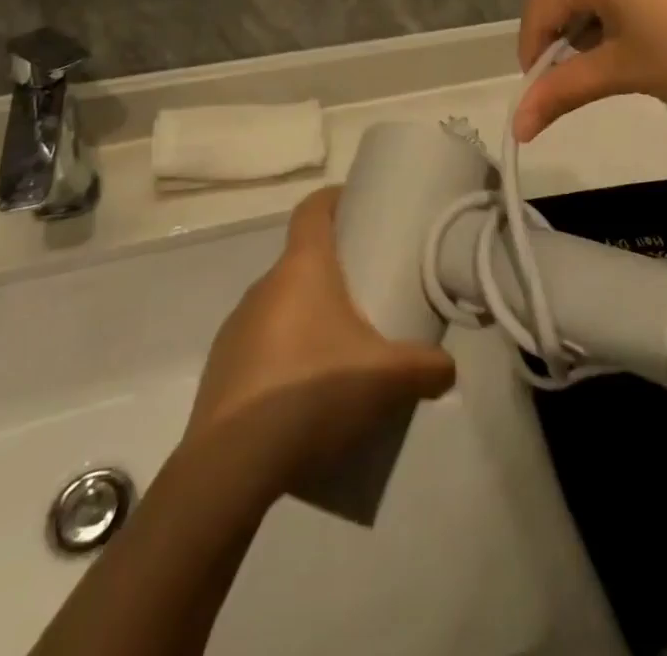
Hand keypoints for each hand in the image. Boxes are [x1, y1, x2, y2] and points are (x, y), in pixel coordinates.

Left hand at [184, 188, 456, 495]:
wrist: (229, 469)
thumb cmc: (312, 394)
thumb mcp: (387, 380)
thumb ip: (426, 367)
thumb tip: (447, 368)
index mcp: (302, 268)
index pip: (312, 208)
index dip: (334, 198)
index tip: (358, 204)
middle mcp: (263, 286)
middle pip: (301, 260)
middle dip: (334, 271)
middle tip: (368, 295)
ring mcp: (235, 328)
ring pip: (281, 306)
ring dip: (308, 318)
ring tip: (339, 354)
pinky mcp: (220, 370)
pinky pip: (261, 347)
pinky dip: (284, 357)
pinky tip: (303, 398)